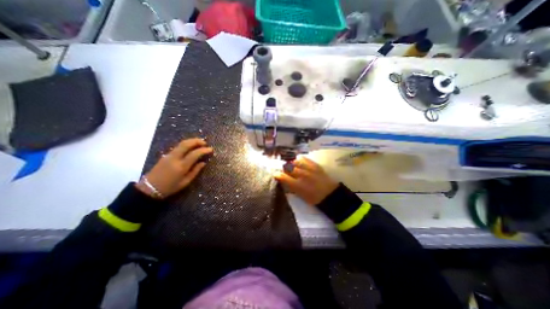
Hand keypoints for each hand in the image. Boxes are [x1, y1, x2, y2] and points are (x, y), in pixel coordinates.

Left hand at [136, 138, 213, 197]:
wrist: (149, 188)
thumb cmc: (170, 187)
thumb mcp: (185, 182)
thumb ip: (195, 171)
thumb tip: (203, 163)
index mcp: (181, 166)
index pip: (194, 154)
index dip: (204, 150)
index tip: (210, 149)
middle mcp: (175, 158)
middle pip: (186, 144)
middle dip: (197, 141)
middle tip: (205, 143)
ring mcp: (169, 155)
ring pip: (181, 143)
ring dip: (191, 141)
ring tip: (199, 143)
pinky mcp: (165, 155)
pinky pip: (178, 147)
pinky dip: (186, 144)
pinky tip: (190, 147)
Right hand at [275, 157, 339, 205]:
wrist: (330, 194)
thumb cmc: (314, 198)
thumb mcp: (301, 196)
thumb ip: (291, 187)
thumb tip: (284, 181)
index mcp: (297, 185)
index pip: (283, 177)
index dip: (277, 175)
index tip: (275, 174)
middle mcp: (302, 175)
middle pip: (288, 167)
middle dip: (284, 168)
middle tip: (284, 170)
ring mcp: (309, 169)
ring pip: (295, 162)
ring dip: (291, 164)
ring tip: (291, 166)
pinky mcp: (314, 165)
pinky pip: (304, 159)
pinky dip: (299, 160)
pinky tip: (298, 162)